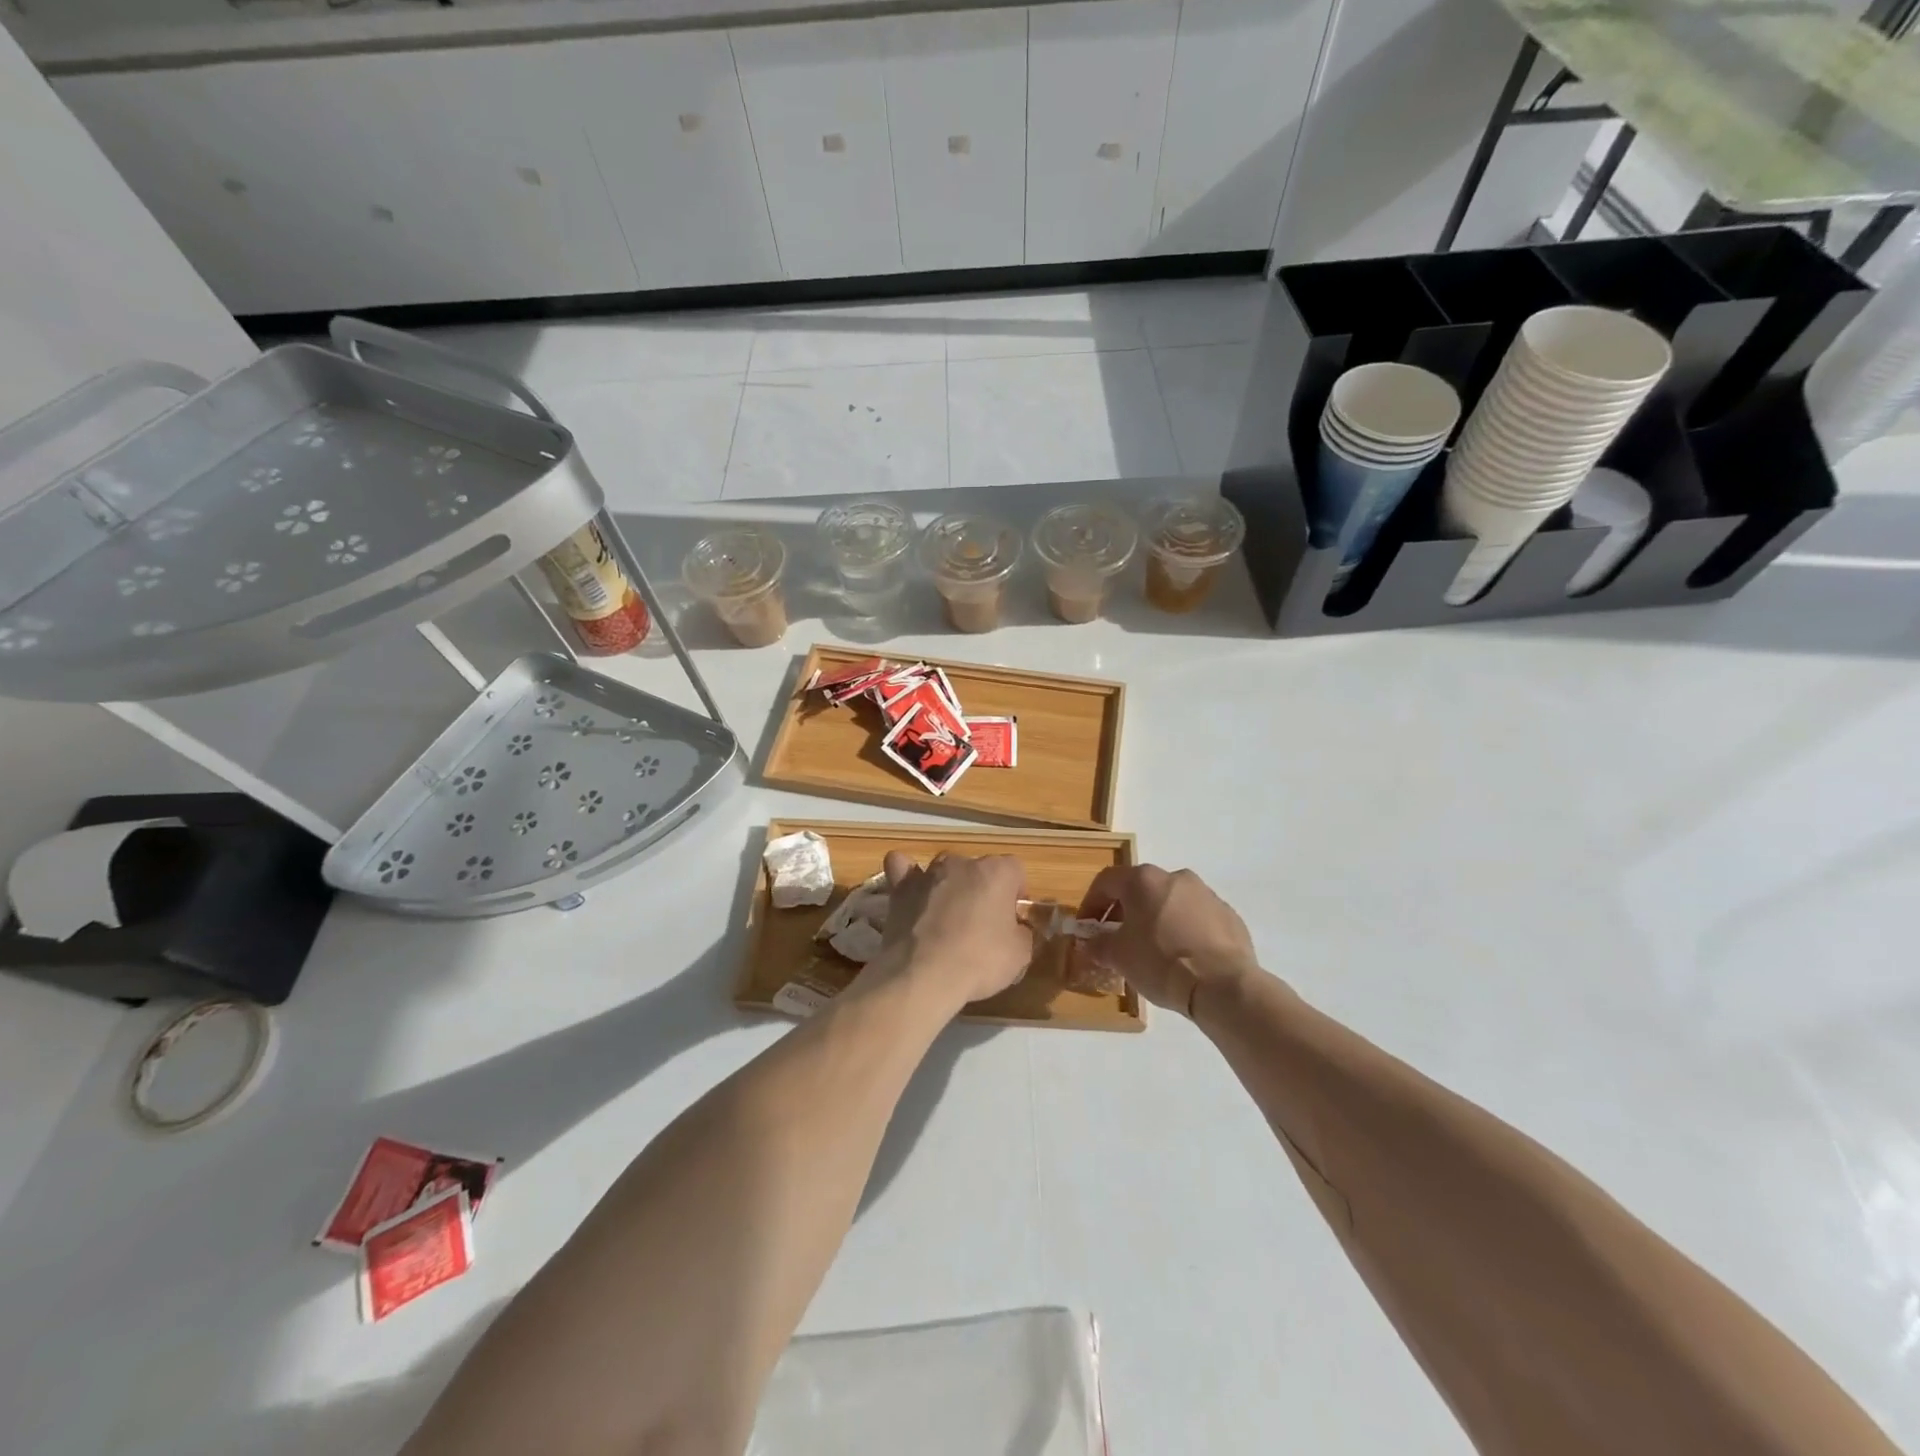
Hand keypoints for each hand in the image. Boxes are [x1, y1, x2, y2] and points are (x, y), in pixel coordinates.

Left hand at [875, 851, 1030, 1011]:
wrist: (924, 974)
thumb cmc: (979, 961)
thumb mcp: (1020, 955)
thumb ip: (1021, 933)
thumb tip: (1014, 929)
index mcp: (997, 872)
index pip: (1015, 870)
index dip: (1016, 893)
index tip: (1012, 918)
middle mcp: (962, 863)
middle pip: (978, 869)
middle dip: (982, 890)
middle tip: (981, 924)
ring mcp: (928, 873)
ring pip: (944, 870)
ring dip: (949, 886)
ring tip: (947, 918)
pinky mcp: (901, 888)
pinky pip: (902, 869)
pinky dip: (907, 878)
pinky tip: (911, 893)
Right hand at [1077, 864, 1259, 1015]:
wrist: (1222, 985)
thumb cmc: (1161, 962)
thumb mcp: (1119, 957)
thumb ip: (1098, 945)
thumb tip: (1089, 943)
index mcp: (1144, 880)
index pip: (1106, 881)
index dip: (1091, 903)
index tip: (1087, 927)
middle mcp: (1175, 877)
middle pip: (1140, 889)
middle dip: (1124, 912)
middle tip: (1117, 939)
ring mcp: (1206, 894)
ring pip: (1170, 902)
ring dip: (1155, 920)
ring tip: (1151, 950)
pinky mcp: (1228, 915)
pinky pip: (1196, 918)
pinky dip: (1183, 930)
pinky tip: (1182, 958)